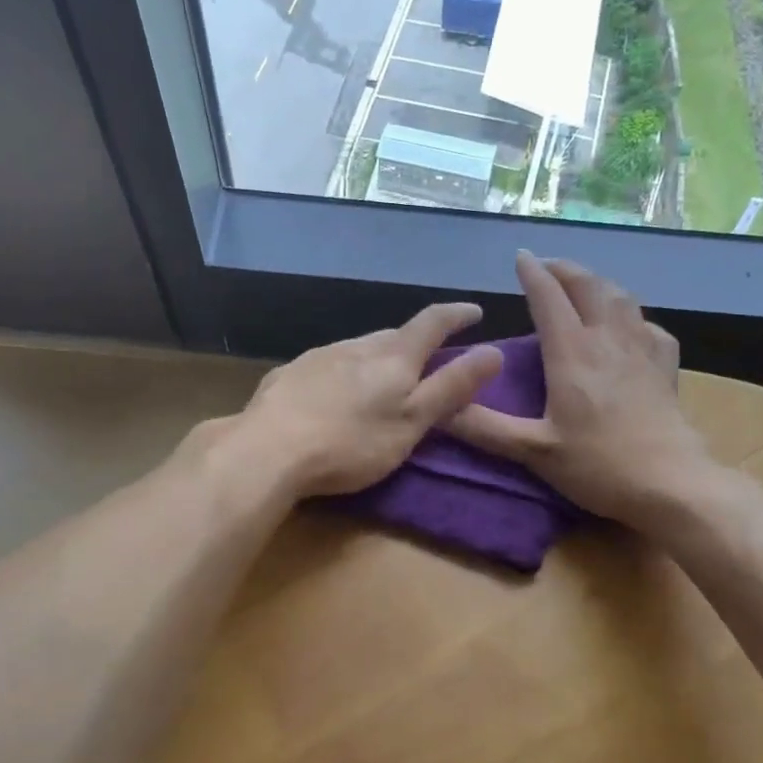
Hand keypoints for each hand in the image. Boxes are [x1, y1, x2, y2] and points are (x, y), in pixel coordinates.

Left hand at [235, 303, 503, 497]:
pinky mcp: (290, 374)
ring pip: (359, 348)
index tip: (474, 311)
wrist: (268, 451)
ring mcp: (319, 357)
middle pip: (394, 335)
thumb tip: (494, 352)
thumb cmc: (351, 443)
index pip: (432, 323)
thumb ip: (452, 388)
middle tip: (427, 358)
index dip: (457, 315)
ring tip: (382, 378)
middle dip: (415, 342)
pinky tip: (334, 394)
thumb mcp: (412, 422)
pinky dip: (344, 372)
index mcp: (392, 357)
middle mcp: (356, 346)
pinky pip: (328, 364)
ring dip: (377, 356)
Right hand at [451, 253, 712, 527]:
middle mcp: (608, 339)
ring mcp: (642, 349)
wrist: (671, 483)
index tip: (521, 256)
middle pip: (589, 285)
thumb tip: (439, 409)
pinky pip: (648, 325)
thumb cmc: (598, 465)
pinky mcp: (665, 366)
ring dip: (598, 283)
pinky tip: (628, 328)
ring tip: (583, 287)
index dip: (533, 272)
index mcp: (572, 352)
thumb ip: (484, 428)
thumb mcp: (533, 450)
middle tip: (547, 267)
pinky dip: (631, 315)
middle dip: (565, 269)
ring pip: (621, 297)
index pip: (549, 296)